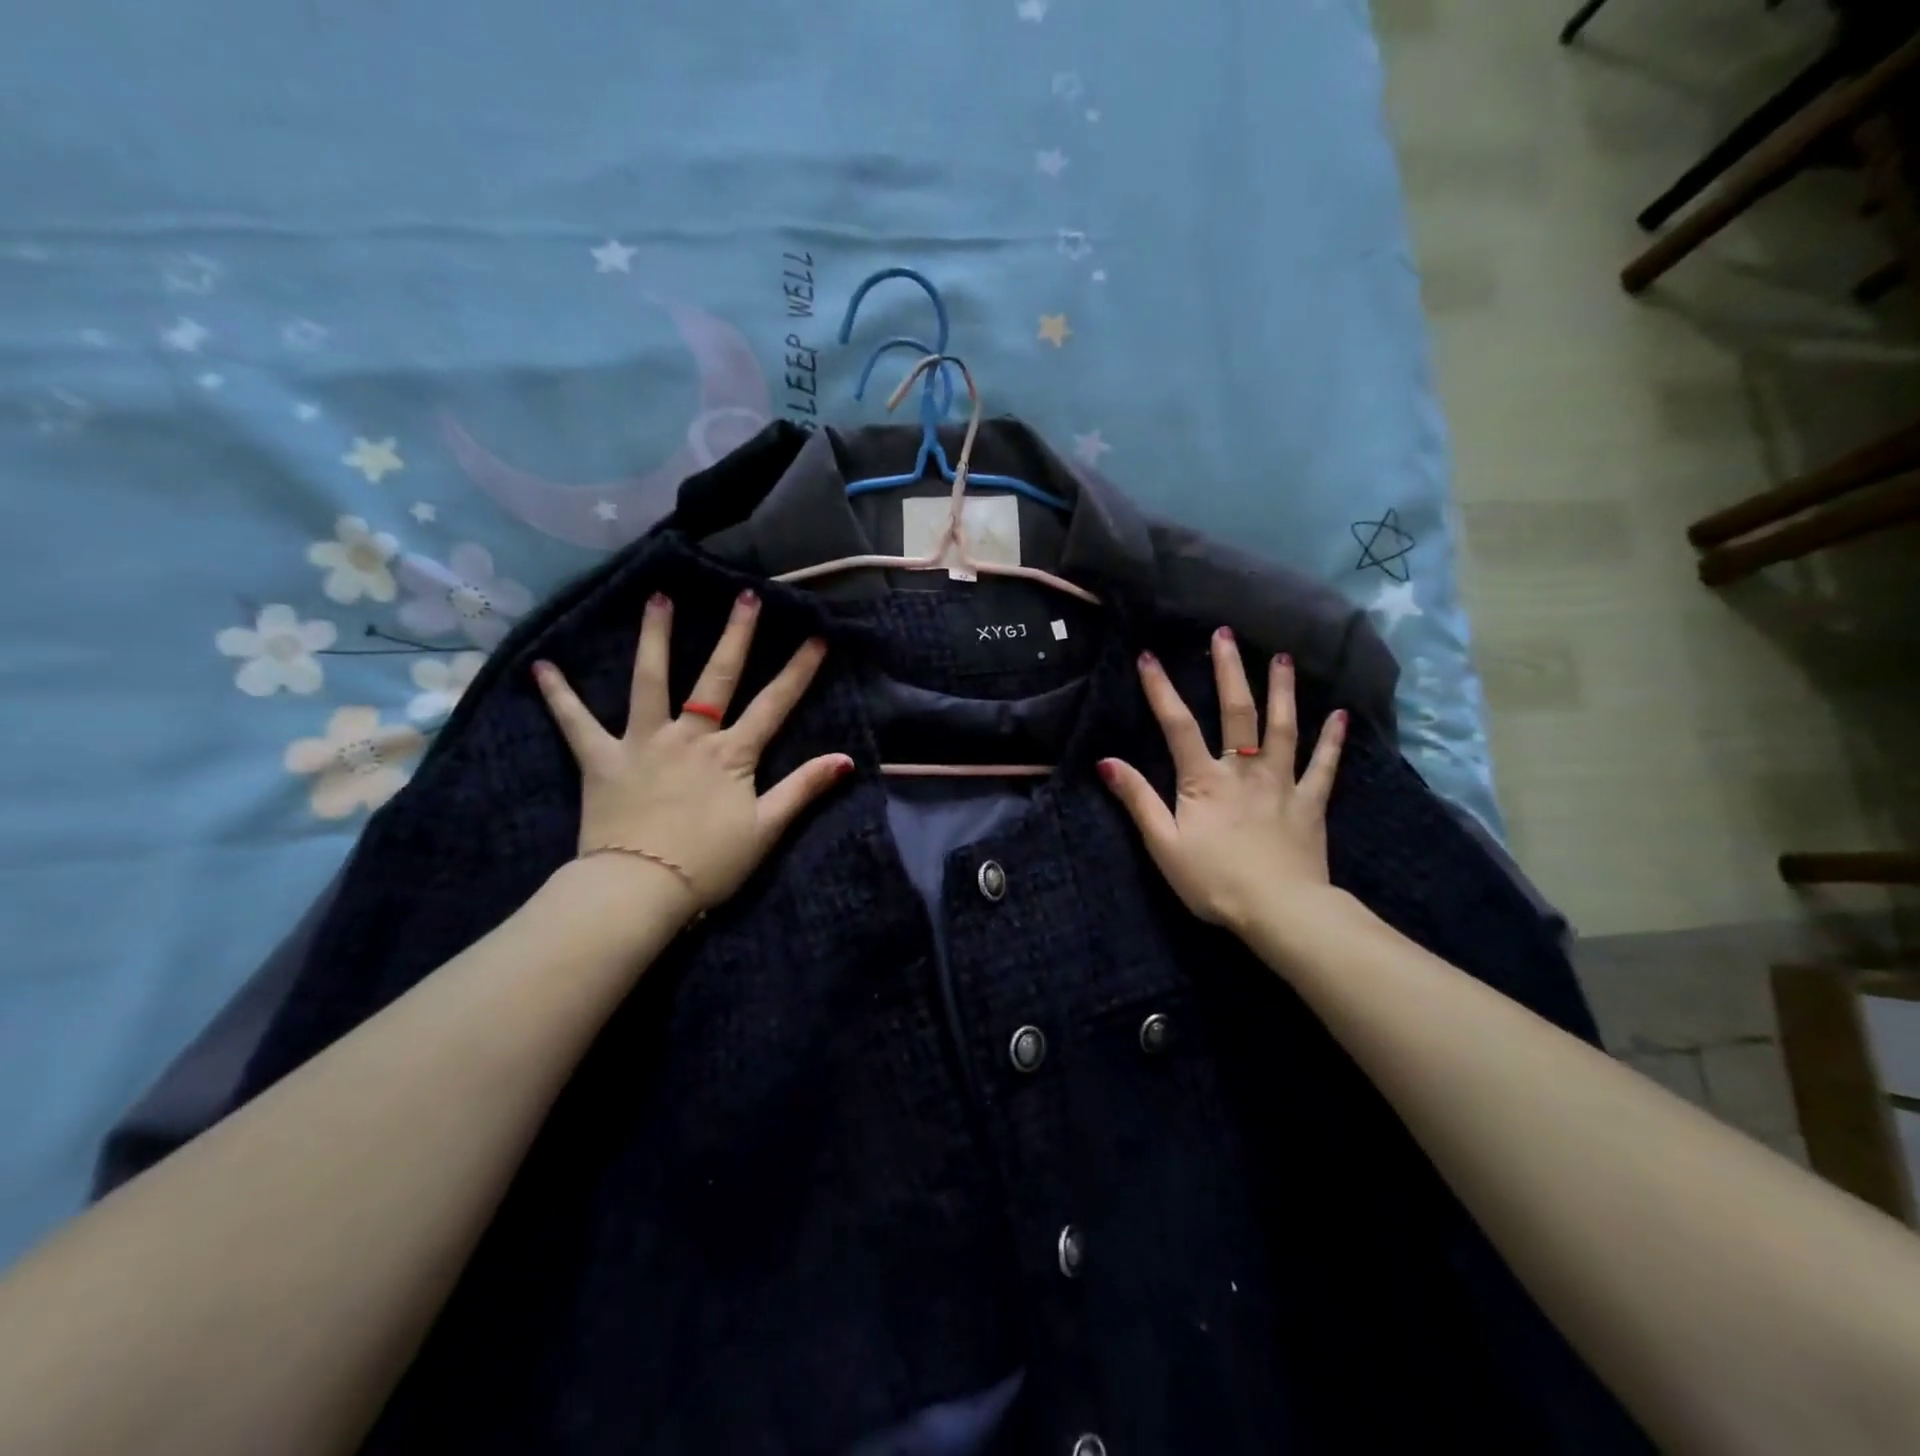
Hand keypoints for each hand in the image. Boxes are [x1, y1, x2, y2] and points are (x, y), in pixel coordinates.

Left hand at [532, 589, 851, 920]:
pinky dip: (559, 695)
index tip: (817, 636)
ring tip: (658, 598)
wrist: (640, 890)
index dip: (799, 671)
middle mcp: (689, 736)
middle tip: (745, 594)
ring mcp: (643, 742)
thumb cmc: (709, 864)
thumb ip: (804, 789)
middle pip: (717, 677)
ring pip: (650, 680)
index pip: (774, 704)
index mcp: (732, 754)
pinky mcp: (601, 759)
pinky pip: (575, 722)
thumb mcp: (766, 829)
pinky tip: (541, 666)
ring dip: (654, 637)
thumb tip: (846, 760)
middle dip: (736, 634)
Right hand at [1098, 630, 1345, 933]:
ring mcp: (1282, 783)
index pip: (1177, 726)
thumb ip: (1137, 800)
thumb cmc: (1213, 880)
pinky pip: (1324, 766)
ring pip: (1283, 728)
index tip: (1149, 656)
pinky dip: (1332, 740)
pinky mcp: (1311, 802)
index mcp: (1203, 780)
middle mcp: (1243, 770)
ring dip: (1282, 690)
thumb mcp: (1163, 844)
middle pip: (1237, 712)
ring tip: (1281, 658)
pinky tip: (1339, 714)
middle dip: (1228, 671)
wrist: (1278, 911)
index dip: (1161, 690)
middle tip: (1226, 634)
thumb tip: (1106, 761)